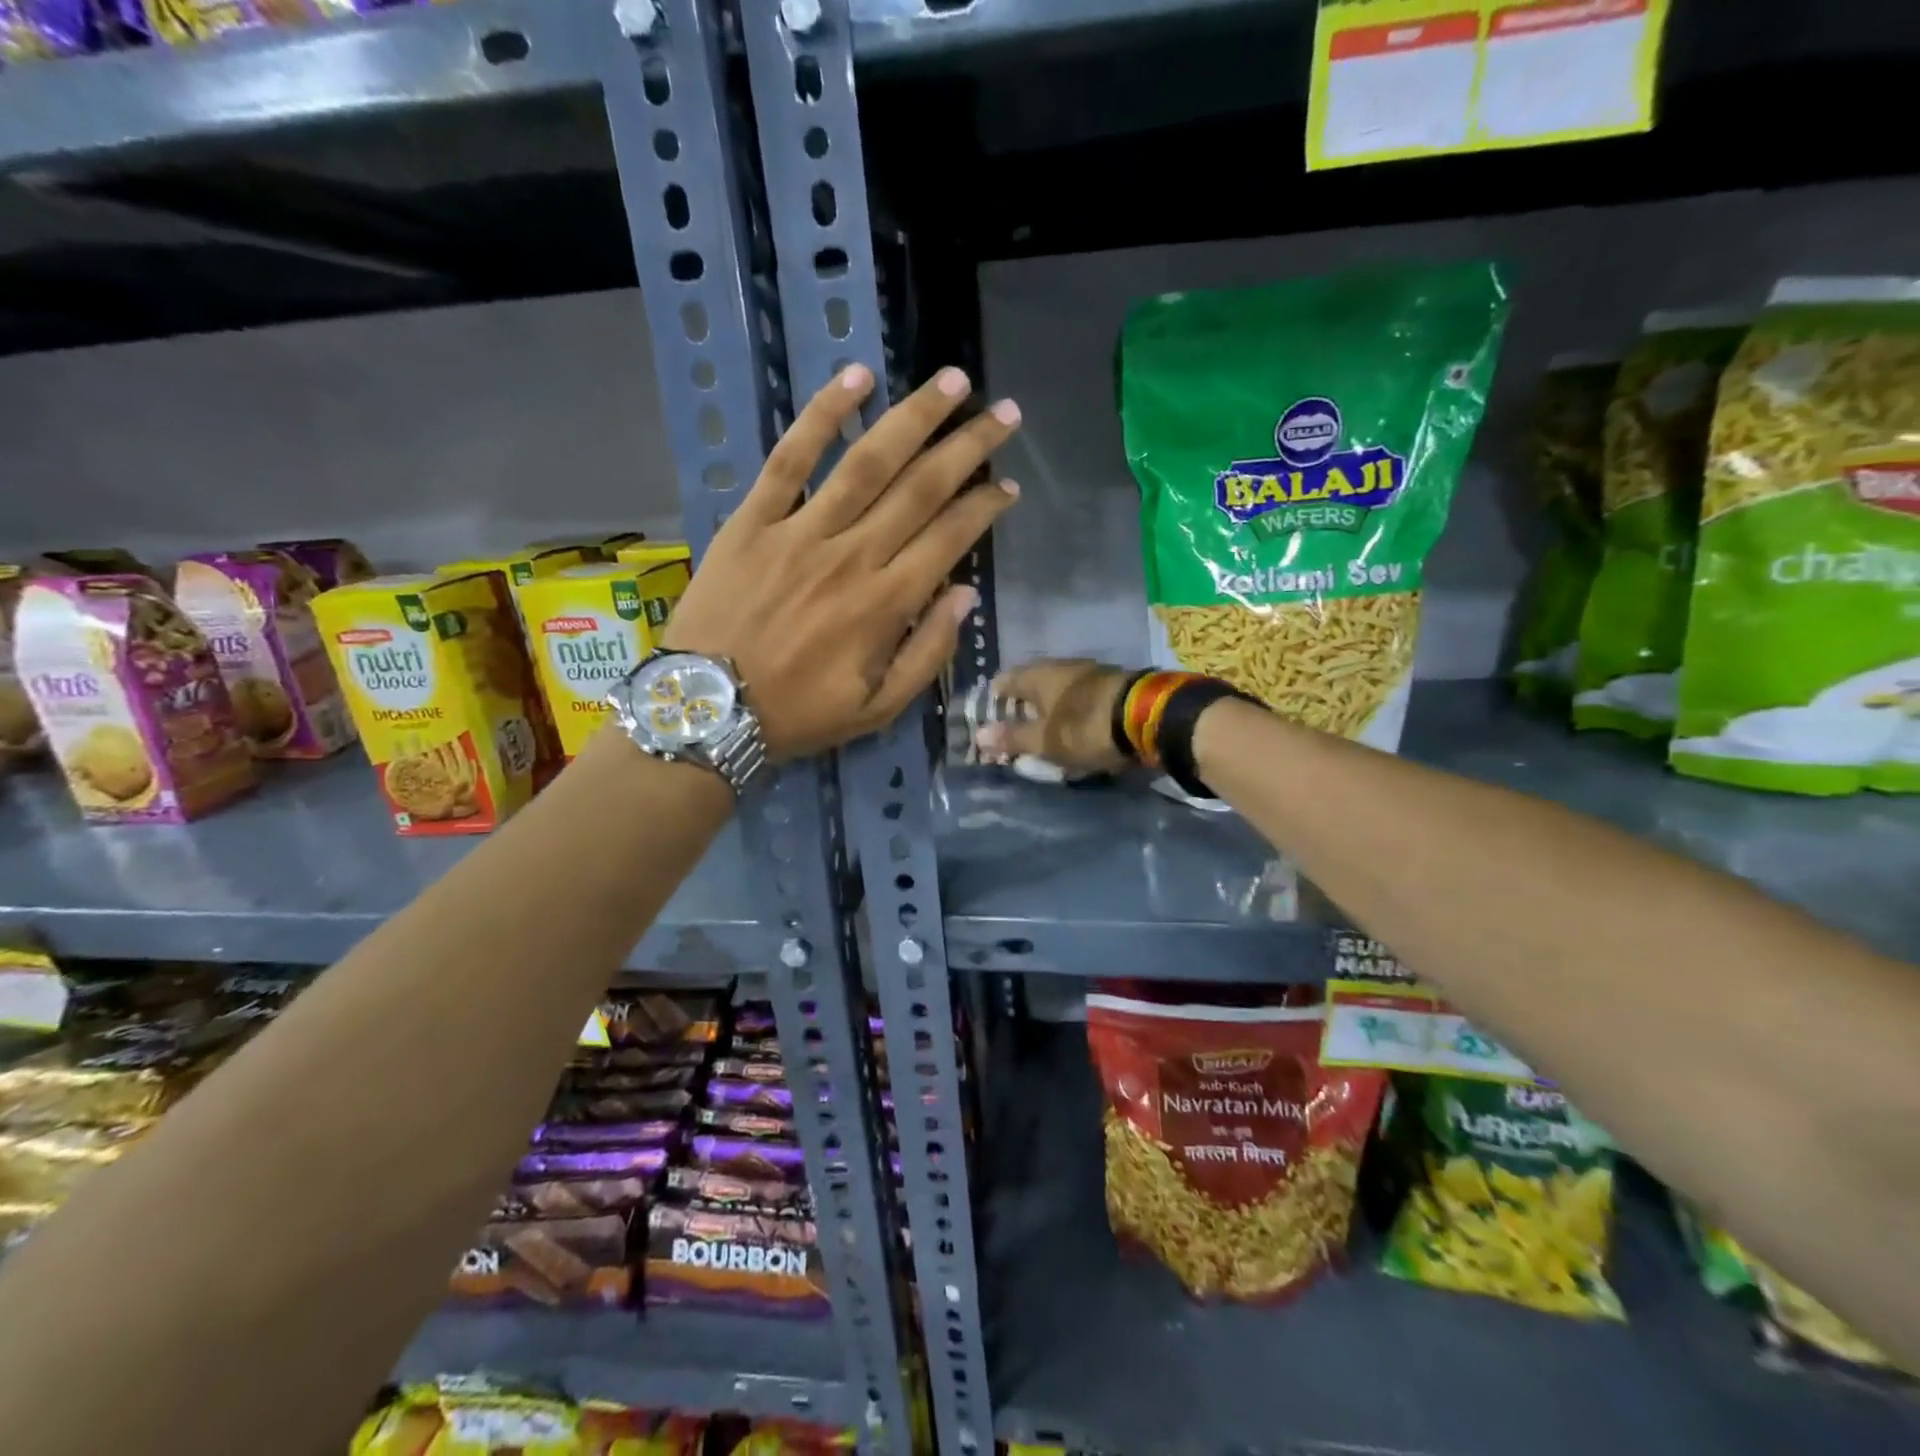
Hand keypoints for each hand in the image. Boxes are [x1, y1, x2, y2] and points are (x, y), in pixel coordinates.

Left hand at [663, 364, 1020, 760]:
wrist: (708, 709)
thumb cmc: (798, 714)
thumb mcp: (877, 710)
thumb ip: (927, 654)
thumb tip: (964, 595)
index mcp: (885, 605)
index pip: (949, 538)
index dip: (985, 508)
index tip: (1008, 487)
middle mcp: (852, 556)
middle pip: (921, 488)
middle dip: (969, 448)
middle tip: (1004, 415)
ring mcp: (801, 531)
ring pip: (868, 462)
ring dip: (915, 417)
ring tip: (952, 382)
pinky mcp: (753, 519)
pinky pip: (790, 457)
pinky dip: (823, 414)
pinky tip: (857, 376)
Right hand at [974, 658, 1133, 773]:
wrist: (1148, 717)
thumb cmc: (1085, 727)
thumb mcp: (1045, 740)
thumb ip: (1013, 737)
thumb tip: (979, 734)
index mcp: (1039, 675)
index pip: (1005, 680)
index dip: (994, 698)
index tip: (989, 717)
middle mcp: (1063, 667)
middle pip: (1034, 684)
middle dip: (1023, 705)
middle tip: (1016, 729)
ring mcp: (1092, 674)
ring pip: (1060, 690)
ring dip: (1051, 709)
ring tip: (1046, 733)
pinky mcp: (1114, 686)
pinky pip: (1083, 698)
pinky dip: (1074, 712)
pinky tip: (1076, 728)